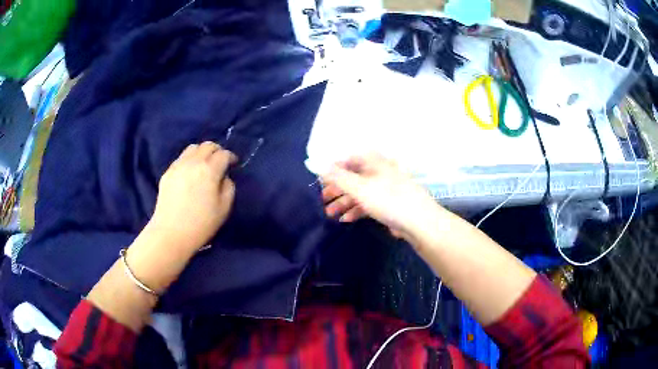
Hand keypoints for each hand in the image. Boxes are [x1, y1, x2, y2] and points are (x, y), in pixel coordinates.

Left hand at [149, 142, 236, 253]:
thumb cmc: (201, 224)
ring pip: (193, 148)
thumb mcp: (224, 208)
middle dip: (217, 151)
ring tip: (205, 164)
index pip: (223, 154)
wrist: (171, 233)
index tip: (234, 164)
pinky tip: (191, 173)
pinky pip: (181, 158)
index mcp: (209, 170)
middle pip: (207, 145)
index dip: (231, 157)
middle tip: (221, 162)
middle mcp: (193, 162)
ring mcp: (178, 166)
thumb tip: (223, 178)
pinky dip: (190, 159)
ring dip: (202, 152)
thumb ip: (228, 187)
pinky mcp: (168, 173)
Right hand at [321, 154, 439, 238]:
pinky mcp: (389, 204)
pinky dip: (356, 210)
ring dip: (344, 202)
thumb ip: (338, 177)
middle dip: (337, 189)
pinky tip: (345, 220)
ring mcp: (385, 189)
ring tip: (329, 214)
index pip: (349, 159)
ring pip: (360, 192)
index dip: (334, 168)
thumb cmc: (388, 200)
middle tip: (323, 199)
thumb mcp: (359, 188)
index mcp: (374, 162)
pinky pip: (369, 204)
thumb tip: (318, 164)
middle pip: (353, 177)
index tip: (320, 180)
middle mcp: (379, 172)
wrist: (419, 222)